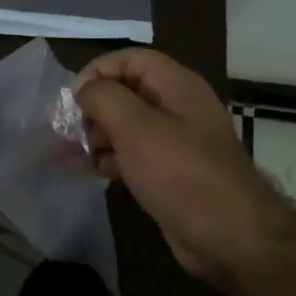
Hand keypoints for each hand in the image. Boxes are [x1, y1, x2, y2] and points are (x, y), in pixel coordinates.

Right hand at [74, 49, 290, 292]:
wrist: (228, 236)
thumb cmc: (181, 174)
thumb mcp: (136, 128)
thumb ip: (103, 99)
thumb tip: (83, 90)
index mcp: (176, 86)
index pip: (129, 59)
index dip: (97, 72)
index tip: (73, 101)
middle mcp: (176, 107)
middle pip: (124, 92)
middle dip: (92, 109)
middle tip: (67, 133)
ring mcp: (174, 141)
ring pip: (125, 126)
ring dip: (96, 136)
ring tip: (73, 157)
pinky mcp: (169, 172)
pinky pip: (132, 154)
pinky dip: (110, 159)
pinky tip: (95, 173)